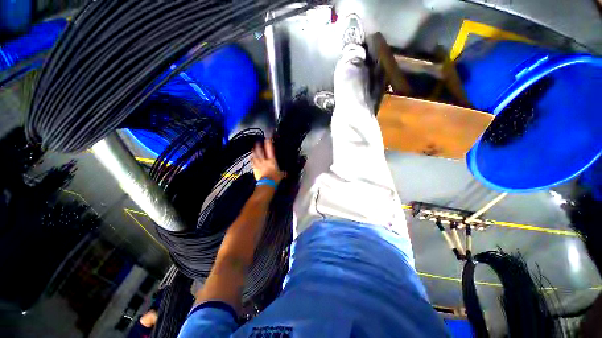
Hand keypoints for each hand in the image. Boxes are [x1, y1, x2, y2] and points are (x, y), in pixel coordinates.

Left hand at [251, 139, 283, 183]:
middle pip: (260, 151)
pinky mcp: (255, 169)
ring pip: (255, 156)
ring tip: (253, 149)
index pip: (270, 150)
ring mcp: (258, 165)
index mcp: (271, 160)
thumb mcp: (281, 175)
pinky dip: (252, 160)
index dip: (268, 143)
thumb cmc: (275, 178)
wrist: (267, 183)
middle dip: (259, 146)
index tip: (267, 139)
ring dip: (254, 152)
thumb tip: (286, 174)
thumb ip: (283, 173)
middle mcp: (264, 161)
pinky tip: (251, 158)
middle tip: (257, 142)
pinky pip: (252, 163)